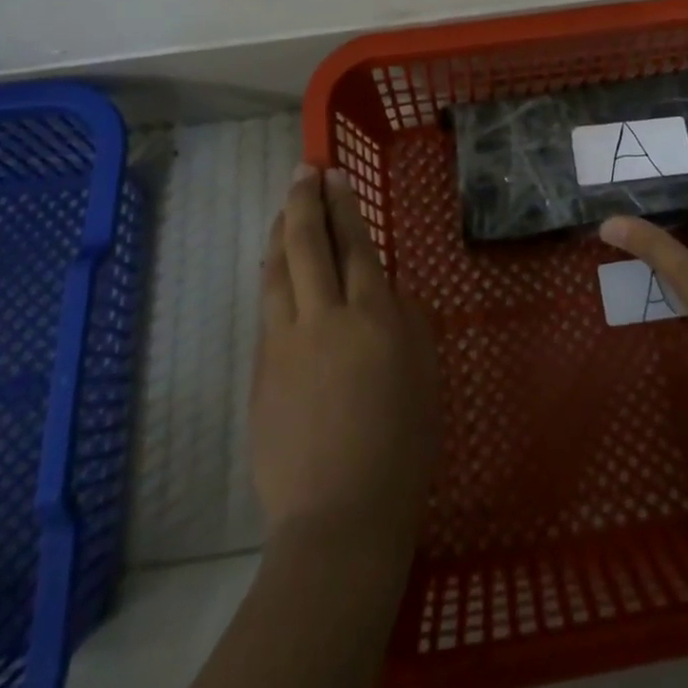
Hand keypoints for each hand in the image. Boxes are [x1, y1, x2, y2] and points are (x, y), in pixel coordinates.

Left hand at [252, 165, 439, 556]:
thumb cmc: (402, 446)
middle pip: (307, 244)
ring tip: (282, 209)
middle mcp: (325, 317)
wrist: (340, 516)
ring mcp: (285, 343)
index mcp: (374, 316)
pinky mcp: (261, 371)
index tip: (333, 176)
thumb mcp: (426, 376)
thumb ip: (409, 324)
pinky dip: (270, 277)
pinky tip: (274, 271)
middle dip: (303, 201)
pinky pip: (266, 310)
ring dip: (278, 233)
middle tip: (303, 172)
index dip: (343, 206)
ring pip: (276, 271)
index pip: (354, 244)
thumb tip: (390, 294)